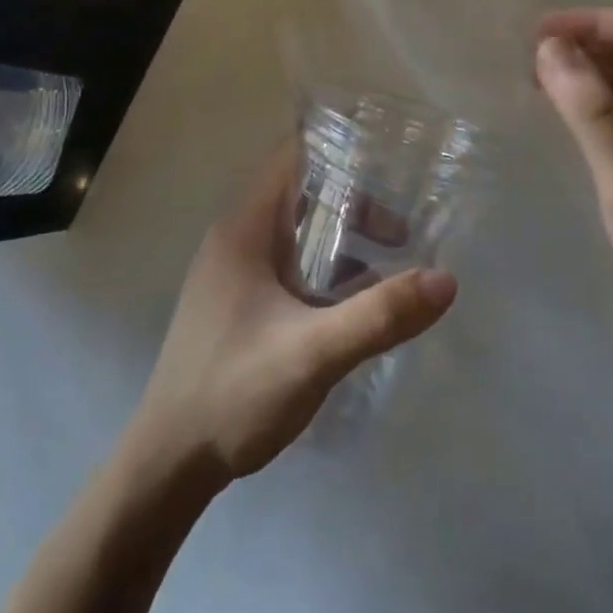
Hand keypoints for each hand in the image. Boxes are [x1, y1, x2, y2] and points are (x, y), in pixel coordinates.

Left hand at [132, 146, 457, 482]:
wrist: (167, 465)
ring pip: (297, 230)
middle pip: (301, 191)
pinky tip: (356, 300)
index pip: (291, 155)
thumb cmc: (234, 392)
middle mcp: (236, 236)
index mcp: (245, 227)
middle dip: (353, 201)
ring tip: (391, 258)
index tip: (387, 156)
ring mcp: (235, 270)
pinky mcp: (238, 301)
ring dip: (341, 237)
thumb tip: (445, 279)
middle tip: (401, 227)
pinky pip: (290, 263)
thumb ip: (379, 315)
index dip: (337, 147)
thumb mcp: (313, 353)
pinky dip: (325, 267)